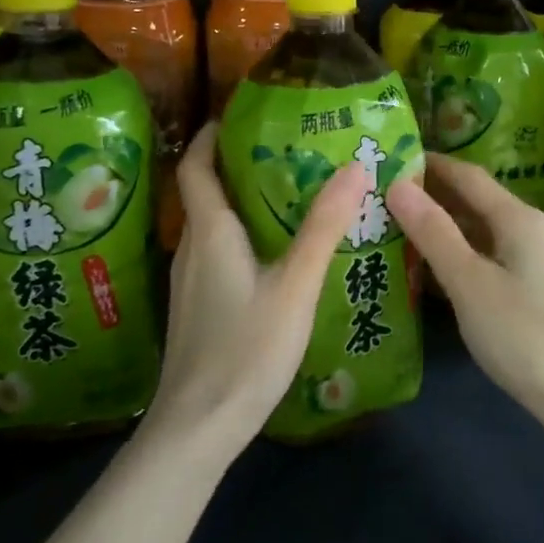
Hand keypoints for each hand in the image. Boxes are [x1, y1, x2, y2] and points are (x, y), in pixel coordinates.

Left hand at [144, 121, 369, 459]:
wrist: (197, 427)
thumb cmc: (247, 349)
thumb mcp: (295, 285)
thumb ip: (323, 227)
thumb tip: (354, 167)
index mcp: (211, 232)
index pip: (196, 167)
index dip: (210, 136)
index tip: (236, 115)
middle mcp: (192, 249)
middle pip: (204, 192)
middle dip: (233, 165)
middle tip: (281, 149)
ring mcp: (189, 282)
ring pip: (210, 226)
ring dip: (238, 202)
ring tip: (283, 194)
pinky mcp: (196, 308)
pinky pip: (214, 253)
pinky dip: (238, 236)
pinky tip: (270, 254)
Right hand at [385, 155, 543, 419]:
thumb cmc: (523, 334)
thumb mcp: (469, 282)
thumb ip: (433, 232)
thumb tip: (397, 184)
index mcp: (516, 218)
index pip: (466, 175)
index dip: (429, 164)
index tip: (389, 159)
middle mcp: (526, 229)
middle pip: (472, 200)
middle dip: (429, 194)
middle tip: (380, 194)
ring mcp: (530, 260)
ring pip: (476, 231)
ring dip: (439, 226)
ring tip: (392, 225)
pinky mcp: (528, 288)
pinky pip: (484, 256)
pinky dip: (454, 254)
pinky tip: (426, 266)